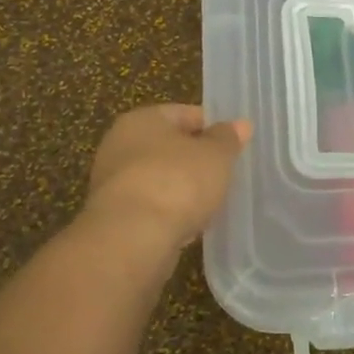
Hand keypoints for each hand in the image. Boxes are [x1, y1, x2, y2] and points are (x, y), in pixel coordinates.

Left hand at [82, 104, 250, 255]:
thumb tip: (241, 124)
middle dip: (195, 160)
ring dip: (182, 189)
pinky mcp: (114, 218)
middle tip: (225, 174)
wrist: (132, 239)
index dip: (212, 127)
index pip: (184, 114)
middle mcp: (120, 145)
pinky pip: (151, 208)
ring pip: (159, 179)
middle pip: (168, 147)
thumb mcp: (215, 155)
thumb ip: (228, 138)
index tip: (233, 145)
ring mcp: (113, 183)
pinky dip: (169, 214)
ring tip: (212, 203)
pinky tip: (190, 226)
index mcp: (142, 119)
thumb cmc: (177, 182)